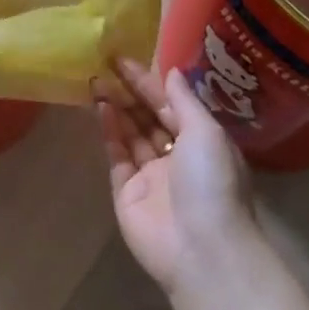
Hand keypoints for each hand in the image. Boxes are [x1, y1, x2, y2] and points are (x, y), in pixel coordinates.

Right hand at [95, 58, 256, 294]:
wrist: (202, 250)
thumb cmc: (212, 183)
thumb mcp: (206, 133)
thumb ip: (184, 101)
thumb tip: (172, 71)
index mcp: (202, 143)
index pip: (171, 105)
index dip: (149, 82)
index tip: (124, 59)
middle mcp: (176, 157)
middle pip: (149, 118)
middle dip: (129, 93)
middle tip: (105, 66)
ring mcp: (151, 176)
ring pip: (131, 134)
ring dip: (116, 107)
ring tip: (96, 81)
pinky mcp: (127, 192)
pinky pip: (117, 155)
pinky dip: (109, 132)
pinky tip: (100, 108)